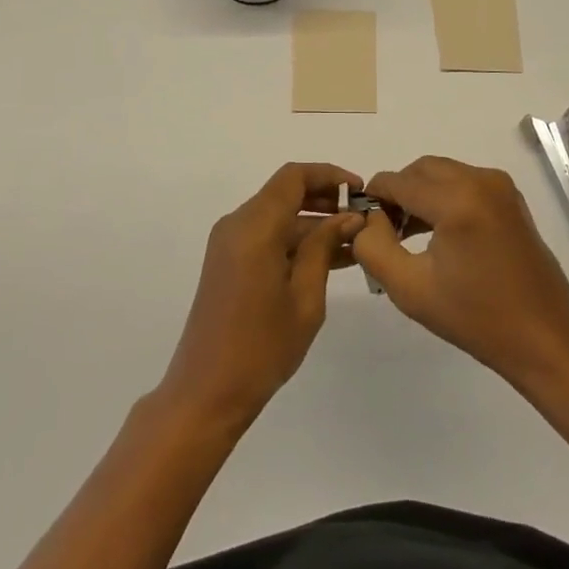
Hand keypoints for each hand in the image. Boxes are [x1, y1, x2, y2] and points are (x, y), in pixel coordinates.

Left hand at [158, 163, 365, 429]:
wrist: (205, 393)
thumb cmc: (261, 348)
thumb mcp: (305, 298)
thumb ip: (324, 248)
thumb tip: (348, 218)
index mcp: (254, 226)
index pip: (294, 177)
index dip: (329, 176)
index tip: (360, 191)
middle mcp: (237, 224)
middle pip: (285, 192)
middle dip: (325, 199)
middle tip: (363, 218)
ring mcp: (229, 242)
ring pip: (278, 215)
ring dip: (313, 222)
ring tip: (355, 241)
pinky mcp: (228, 261)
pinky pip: (267, 235)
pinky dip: (296, 239)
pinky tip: (329, 258)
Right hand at [354, 155, 568, 390]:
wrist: (545, 338)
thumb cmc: (476, 318)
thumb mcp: (410, 289)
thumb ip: (374, 247)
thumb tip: (367, 218)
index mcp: (457, 200)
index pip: (397, 181)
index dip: (374, 199)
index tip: (363, 226)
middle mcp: (480, 180)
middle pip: (420, 170)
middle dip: (398, 193)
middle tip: (385, 232)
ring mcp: (499, 185)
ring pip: (441, 173)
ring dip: (420, 194)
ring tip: (407, 235)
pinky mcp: (510, 197)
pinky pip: (463, 182)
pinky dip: (443, 197)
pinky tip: (438, 234)